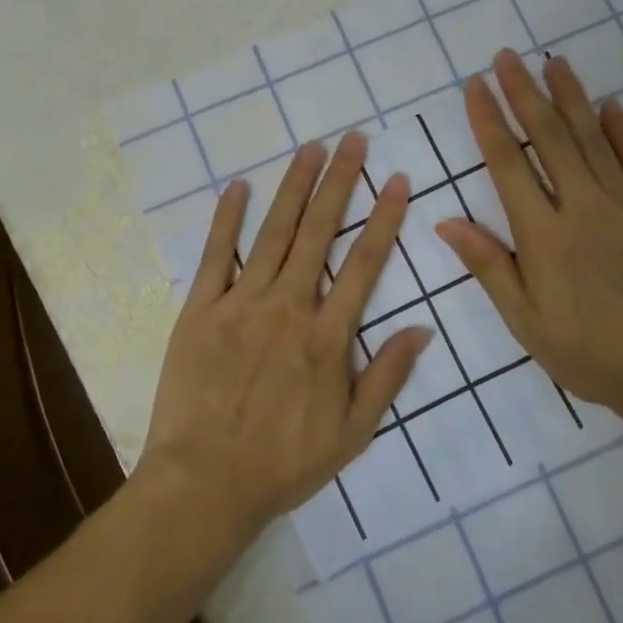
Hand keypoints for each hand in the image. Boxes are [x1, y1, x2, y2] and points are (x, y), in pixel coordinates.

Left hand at [139, 134, 431, 546]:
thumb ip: (387, 376)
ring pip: (274, 233)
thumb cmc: (283, 463)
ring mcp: (241, 303)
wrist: (205, 483)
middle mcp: (288, 306)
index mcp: (327, 335)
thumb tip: (422, 328)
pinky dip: (227, 219)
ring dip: (294, 187)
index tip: (397, 179)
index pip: (364, 263)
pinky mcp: (200, 309)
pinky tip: (238, 186)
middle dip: (340, 181)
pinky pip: (216, 255)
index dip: (384, 217)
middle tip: (353, 140)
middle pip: (319, 232)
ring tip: (310, 149)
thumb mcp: (352, 433)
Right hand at [435, 50, 622, 418]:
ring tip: (553, 62)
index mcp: (545, 235)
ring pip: (593, 140)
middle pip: (549, 138)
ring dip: (571, 97)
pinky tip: (611, 106)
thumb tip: (446, 221)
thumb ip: (489, 265)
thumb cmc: (590, 355)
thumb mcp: (526, 321)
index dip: (488, 121)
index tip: (475, 86)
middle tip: (507, 56)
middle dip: (524, 93)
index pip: (508, 164)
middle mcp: (584, 208)